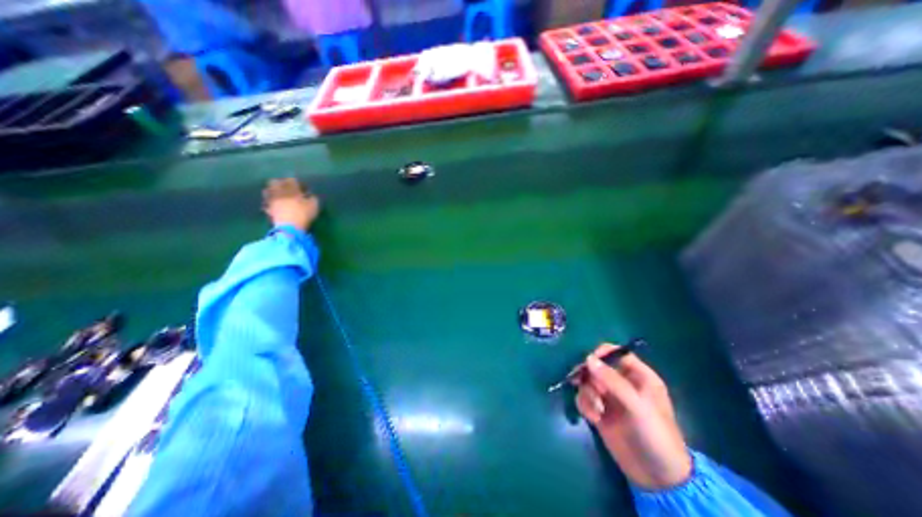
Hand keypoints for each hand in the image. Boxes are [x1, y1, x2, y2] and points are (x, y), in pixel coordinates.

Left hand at [263, 181, 320, 231]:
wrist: (290, 227)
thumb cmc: (303, 214)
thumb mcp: (314, 206)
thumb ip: (312, 198)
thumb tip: (310, 195)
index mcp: (291, 189)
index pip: (291, 180)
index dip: (297, 182)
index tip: (302, 187)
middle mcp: (279, 191)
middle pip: (275, 182)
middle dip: (281, 183)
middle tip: (288, 188)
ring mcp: (272, 200)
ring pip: (268, 191)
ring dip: (273, 191)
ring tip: (279, 195)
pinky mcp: (268, 209)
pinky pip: (267, 202)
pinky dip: (269, 202)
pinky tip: (273, 204)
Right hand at [574, 345, 694, 489]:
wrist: (657, 478)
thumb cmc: (654, 434)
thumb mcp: (636, 405)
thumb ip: (611, 380)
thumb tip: (587, 358)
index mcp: (638, 376)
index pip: (616, 353)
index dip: (601, 354)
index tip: (588, 362)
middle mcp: (622, 383)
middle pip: (597, 366)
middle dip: (589, 375)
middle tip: (582, 383)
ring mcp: (610, 397)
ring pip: (588, 381)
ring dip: (587, 393)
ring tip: (597, 410)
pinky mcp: (600, 410)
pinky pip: (584, 398)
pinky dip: (585, 405)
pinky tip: (594, 419)